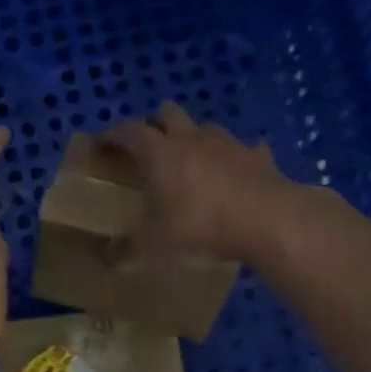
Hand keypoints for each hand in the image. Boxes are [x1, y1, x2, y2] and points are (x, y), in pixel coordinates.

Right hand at [103, 102, 297, 262]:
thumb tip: (108, 259)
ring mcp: (228, 144)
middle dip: (155, 123)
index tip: (101, 143)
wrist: (269, 221)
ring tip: (191, 159)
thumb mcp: (156, 245)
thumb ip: (129, 250)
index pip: (128, 132)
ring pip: (205, 127)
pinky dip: (234, 158)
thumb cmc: (201, 225)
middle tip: (148, 147)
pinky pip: (243, 149)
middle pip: (167, 113)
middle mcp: (191, 139)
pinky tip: (235, 173)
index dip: (112, 135)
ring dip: (194, 137)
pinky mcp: (259, 156)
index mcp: (159, 153)